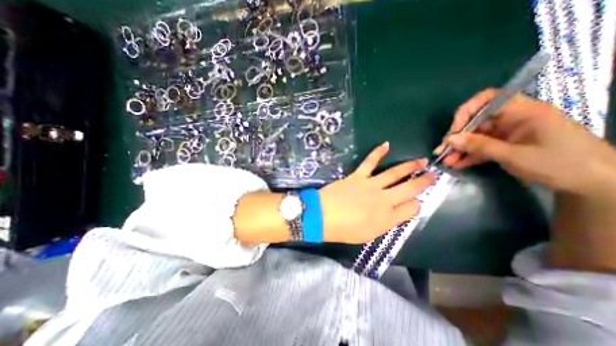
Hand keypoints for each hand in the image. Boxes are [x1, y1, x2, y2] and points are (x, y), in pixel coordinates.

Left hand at [320, 142, 434, 244]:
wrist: (322, 216)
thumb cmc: (344, 230)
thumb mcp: (369, 234)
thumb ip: (385, 223)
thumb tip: (397, 213)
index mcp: (388, 218)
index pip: (412, 209)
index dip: (416, 205)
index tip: (414, 203)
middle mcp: (384, 200)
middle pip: (409, 188)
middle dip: (423, 181)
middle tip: (433, 174)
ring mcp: (371, 185)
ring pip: (395, 173)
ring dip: (409, 166)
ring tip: (421, 160)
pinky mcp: (358, 176)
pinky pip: (369, 162)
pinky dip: (377, 153)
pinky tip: (386, 144)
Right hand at [435, 87, 614, 196]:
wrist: (593, 184)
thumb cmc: (561, 164)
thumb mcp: (516, 155)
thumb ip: (480, 146)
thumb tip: (450, 140)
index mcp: (522, 112)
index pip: (487, 100)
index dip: (466, 112)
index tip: (455, 130)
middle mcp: (512, 120)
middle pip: (476, 122)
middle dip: (457, 137)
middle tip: (443, 151)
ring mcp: (507, 134)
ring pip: (475, 137)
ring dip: (459, 149)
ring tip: (446, 162)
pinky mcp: (505, 146)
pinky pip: (481, 148)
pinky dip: (469, 156)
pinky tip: (457, 165)